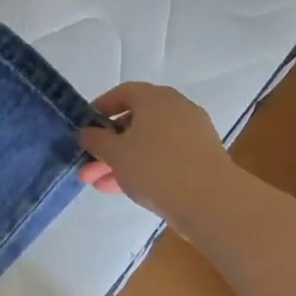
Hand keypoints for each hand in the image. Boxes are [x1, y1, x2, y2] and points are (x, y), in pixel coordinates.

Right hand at [77, 82, 232, 221]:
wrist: (211, 201)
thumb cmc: (155, 167)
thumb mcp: (115, 153)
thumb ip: (95, 140)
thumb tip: (86, 132)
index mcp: (155, 98)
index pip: (122, 93)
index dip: (100, 109)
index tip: (84, 128)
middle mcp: (176, 109)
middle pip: (133, 122)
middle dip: (107, 145)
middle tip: (86, 166)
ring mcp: (192, 134)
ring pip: (147, 143)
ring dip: (121, 161)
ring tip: (98, 184)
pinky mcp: (201, 159)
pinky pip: (164, 157)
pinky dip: (143, 168)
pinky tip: (124, 189)